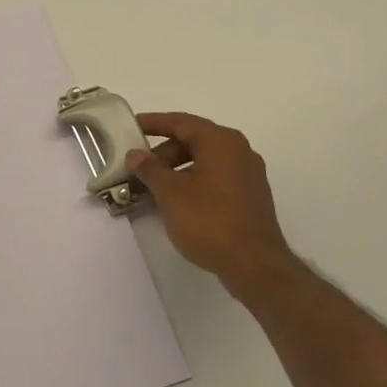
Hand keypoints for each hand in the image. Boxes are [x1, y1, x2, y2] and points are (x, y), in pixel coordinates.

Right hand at [128, 112, 297, 301]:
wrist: (254, 265)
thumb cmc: (209, 221)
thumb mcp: (170, 193)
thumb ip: (149, 169)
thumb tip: (136, 154)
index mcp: (220, 141)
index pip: (181, 122)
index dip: (153, 123)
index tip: (131, 126)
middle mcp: (238, 150)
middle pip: (194, 141)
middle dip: (163, 153)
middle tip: (139, 168)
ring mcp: (248, 174)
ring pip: (205, 161)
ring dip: (177, 170)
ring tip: (153, 189)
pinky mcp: (250, 196)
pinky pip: (216, 178)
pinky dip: (194, 182)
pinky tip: (176, 203)